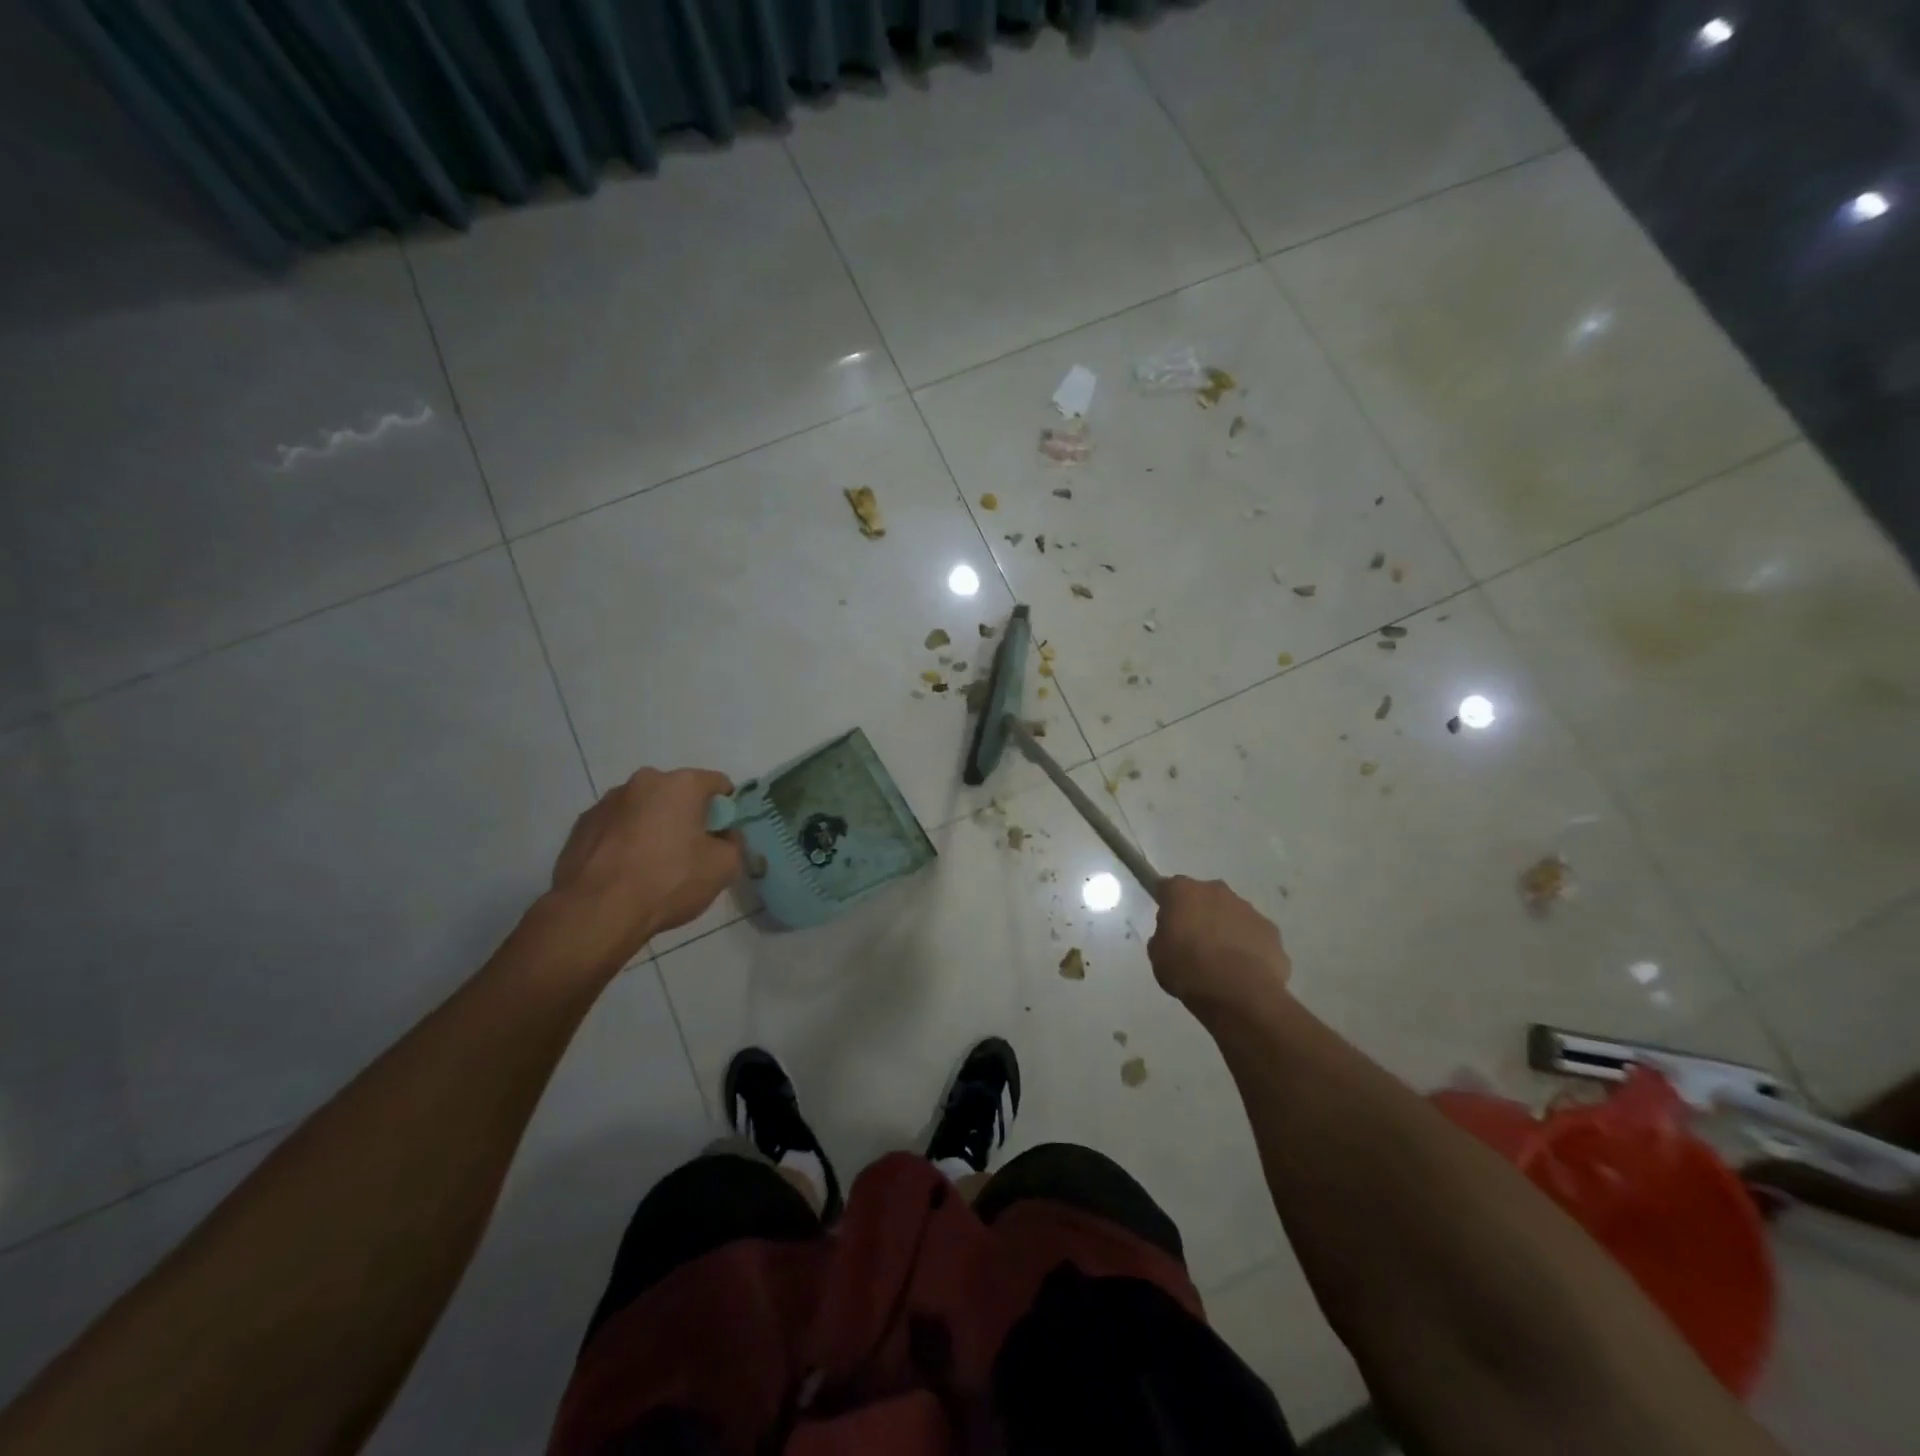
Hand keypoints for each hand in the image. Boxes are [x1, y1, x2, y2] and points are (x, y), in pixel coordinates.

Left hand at [548, 767, 741, 966]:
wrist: (596, 911)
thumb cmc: (668, 881)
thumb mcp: (723, 867)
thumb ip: (733, 843)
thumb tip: (723, 837)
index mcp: (682, 784)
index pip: (718, 784)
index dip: (726, 809)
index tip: (722, 836)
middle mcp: (644, 782)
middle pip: (678, 794)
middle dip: (687, 816)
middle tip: (689, 852)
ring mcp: (608, 801)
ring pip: (644, 809)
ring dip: (653, 826)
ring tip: (651, 865)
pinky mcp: (582, 824)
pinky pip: (616, 826)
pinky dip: (625, 840)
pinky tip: (625, 871)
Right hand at [1147, 876, 1291, 1019]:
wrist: (1240, 995)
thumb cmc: (1188, 971)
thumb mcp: (1157, 956)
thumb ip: (1163, 937)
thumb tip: (1174, 936)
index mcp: (1183, 891)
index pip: (1168, 888)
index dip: (1166, 904)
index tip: (1166, 923)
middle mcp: (1216, 891)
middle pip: (1203, 897)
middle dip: (1199, 914)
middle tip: (1193, 944)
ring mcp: (1248, 909)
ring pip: (1231, 915)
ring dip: (1225, 930)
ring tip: (1221, 963)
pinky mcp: (1271, 931)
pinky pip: (1253, 935)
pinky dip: (1247, 947)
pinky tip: (1243, 972)